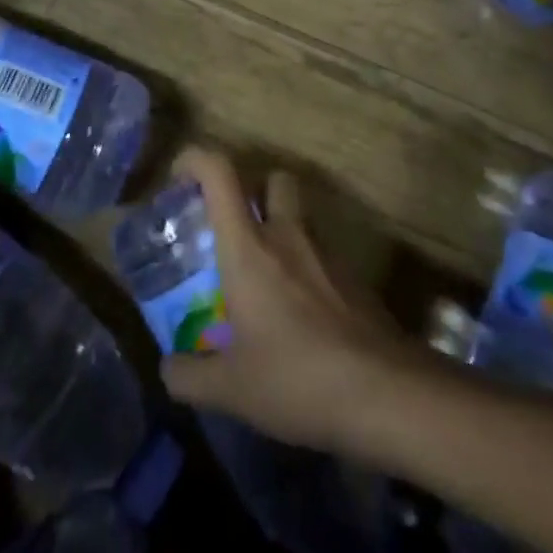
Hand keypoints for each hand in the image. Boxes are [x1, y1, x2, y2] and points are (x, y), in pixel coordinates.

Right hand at [160, 147, 427, 455]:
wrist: (384, 392)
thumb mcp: (231, 389)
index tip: (179, 178)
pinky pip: (321, 253)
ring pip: (300, 215)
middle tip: (234, 227)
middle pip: (273, 178)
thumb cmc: (296, 378)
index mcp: (248, 247)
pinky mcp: (353, 277)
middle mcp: (287, 234)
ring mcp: (325, 252)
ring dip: (281, 229)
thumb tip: (167, 370)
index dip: (195, 160)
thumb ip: (190, 376)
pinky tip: (300, 313)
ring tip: (265, 279)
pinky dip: (305, 266)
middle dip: (253, 189)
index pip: (220, 173)